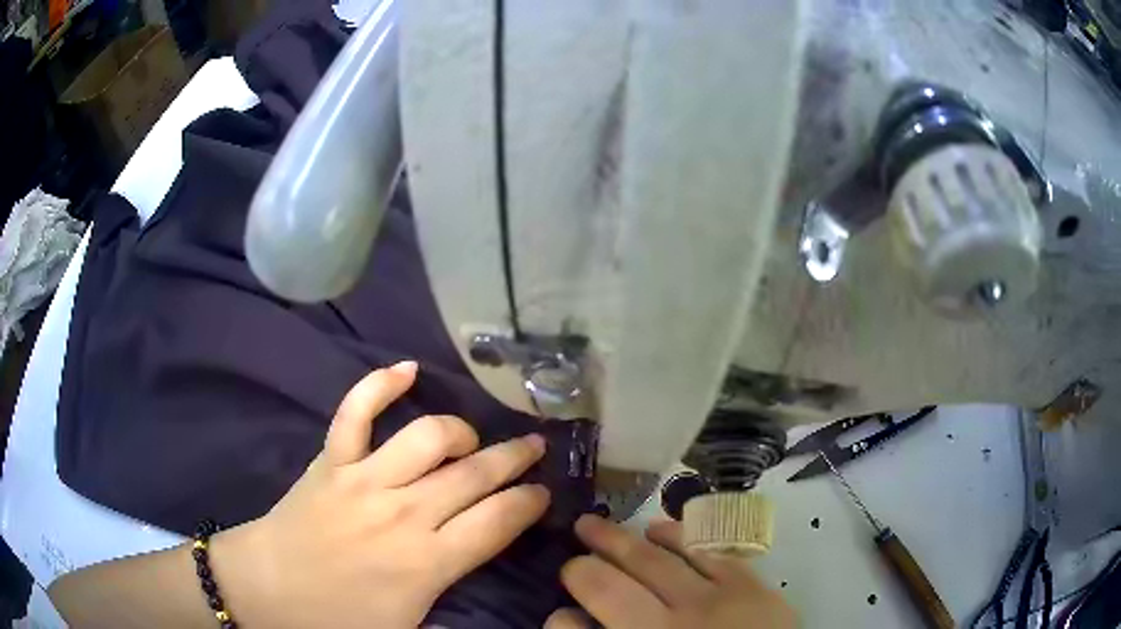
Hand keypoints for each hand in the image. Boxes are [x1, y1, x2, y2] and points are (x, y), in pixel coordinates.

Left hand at [210, 361, 550, 628]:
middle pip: (474, 476)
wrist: (268, 588)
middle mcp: (404, 513)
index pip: (498, 521)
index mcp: (426, 562)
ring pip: (428, 438)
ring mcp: (364, 479)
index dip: (528, 503)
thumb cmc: (337, 618)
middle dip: (514, 460)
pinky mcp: (332, 460)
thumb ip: (455, 617)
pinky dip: (380, 384)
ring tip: (473, 439)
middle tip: (534, 449)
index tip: (544, 493)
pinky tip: (407, 368)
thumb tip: (489, 604)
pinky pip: (356, 411)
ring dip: (461, 431)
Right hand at [546, 515, 795, 628]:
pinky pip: (705, 551)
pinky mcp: (749, 586)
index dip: (560, 618)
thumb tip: (571, 620)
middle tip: (568, 557)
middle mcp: (670, 625)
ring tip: (594, 526)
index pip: (574, 628)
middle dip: (581, 567)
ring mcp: (713, 602)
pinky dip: (677, 536)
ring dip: (618, 541)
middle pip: (609, 586)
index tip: (558, 611)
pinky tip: (657, 528)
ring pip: (652, 560)